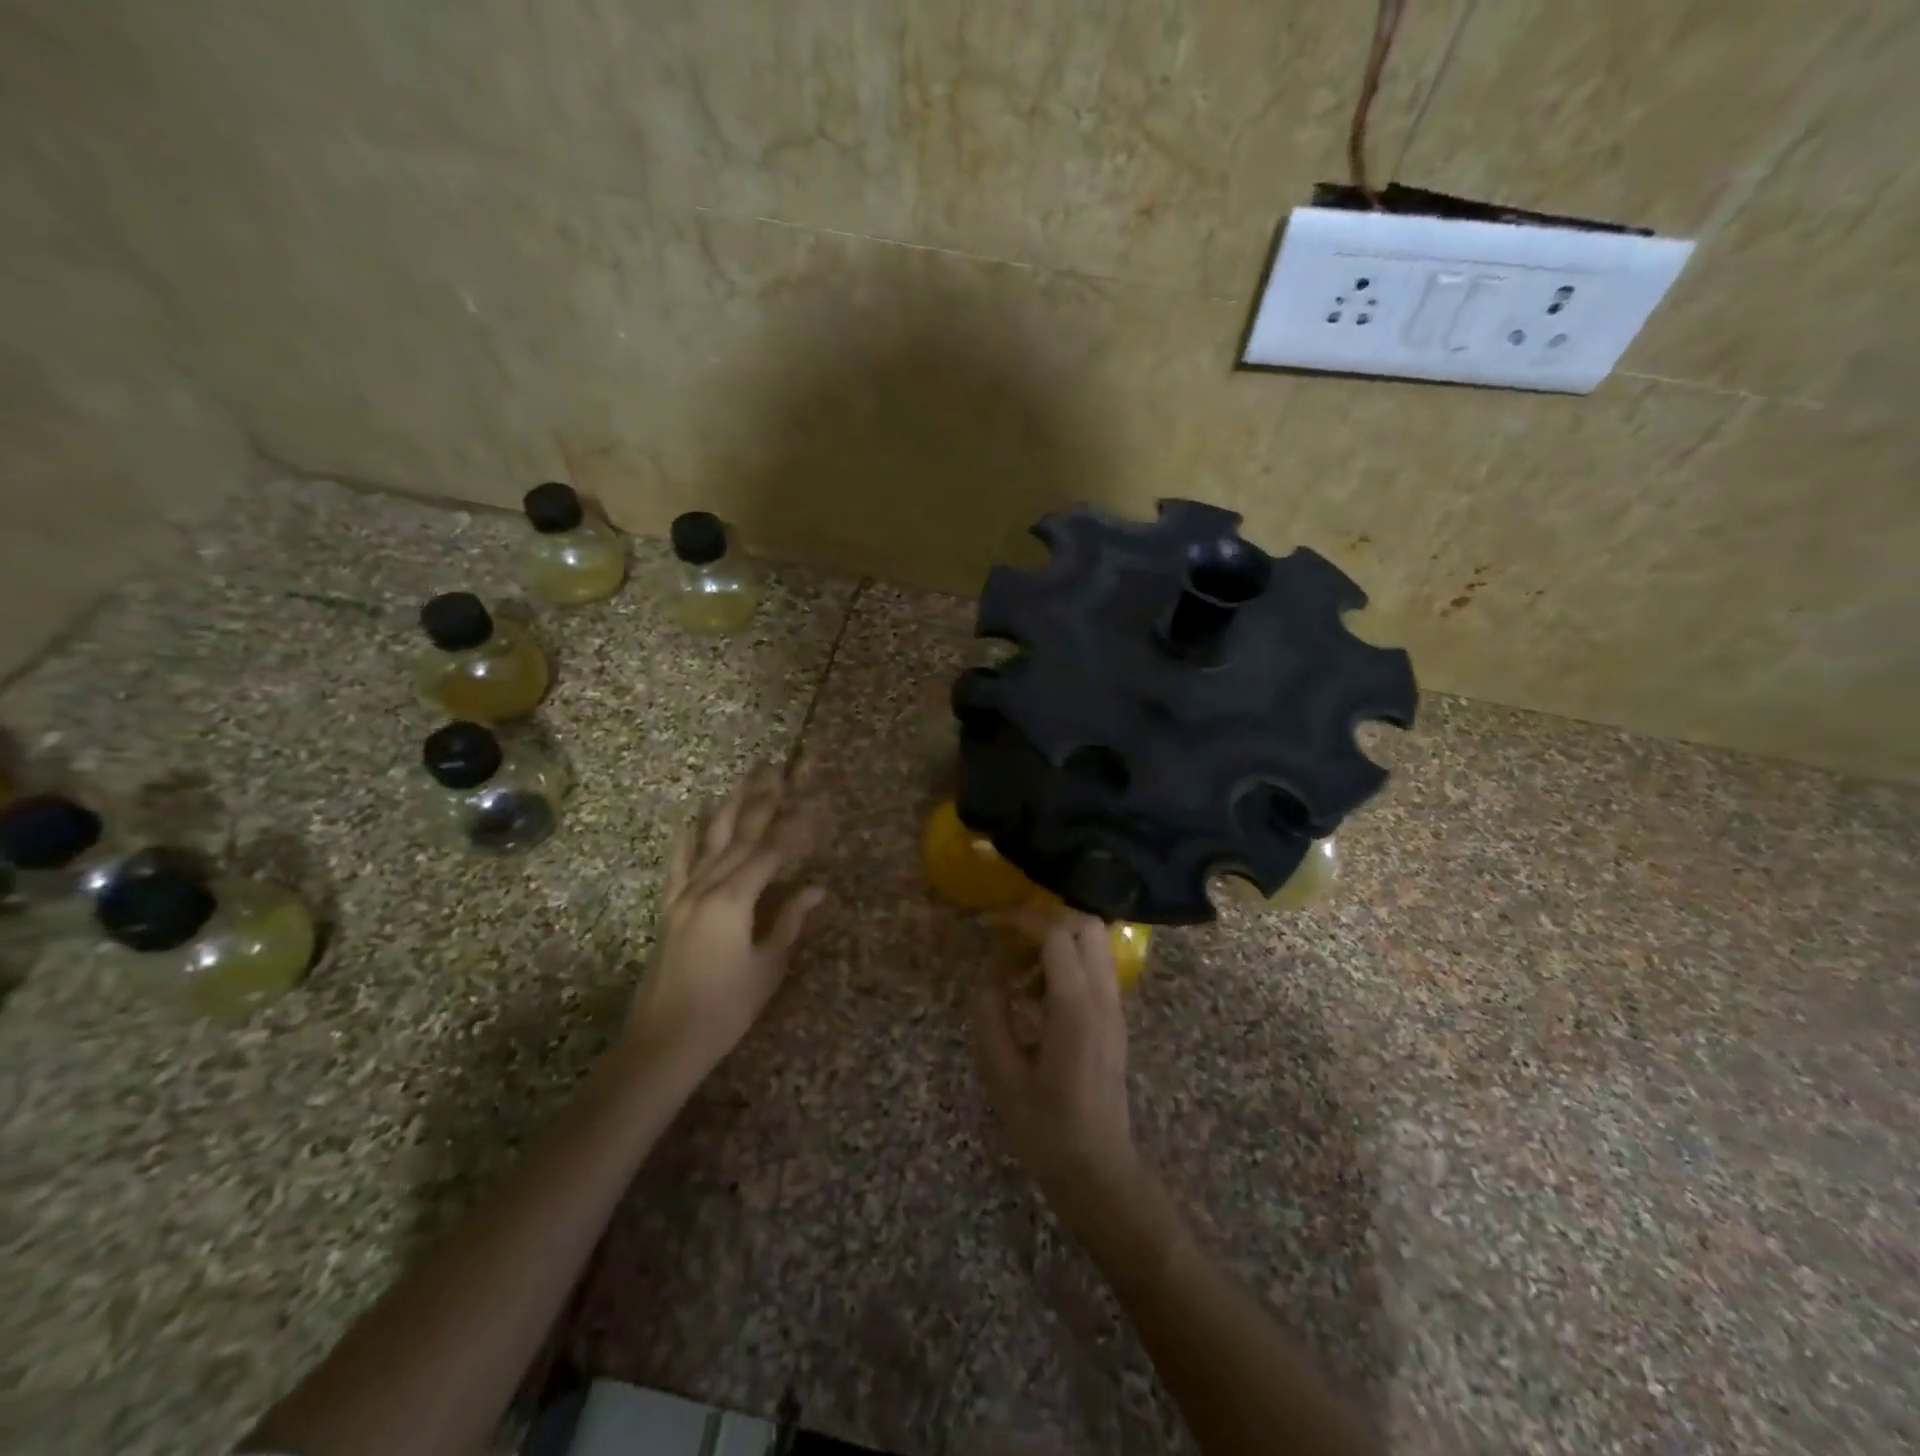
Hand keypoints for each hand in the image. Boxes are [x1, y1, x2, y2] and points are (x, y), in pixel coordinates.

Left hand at [624, 765, 824, 1079]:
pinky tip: (690, 818)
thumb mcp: (767, 967)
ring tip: (744, 779)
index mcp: (734, 901)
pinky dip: (685, 841)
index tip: (814, 806)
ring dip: (729, 808)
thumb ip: (790, 922)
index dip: (795, 829)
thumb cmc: (725, 1009)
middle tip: (779, 770)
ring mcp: (684, 896)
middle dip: (763, 801)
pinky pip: (677, 867)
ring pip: (710, 842)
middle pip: (740, 836)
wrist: (663, 1042)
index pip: (771, 853)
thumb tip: (817, 889)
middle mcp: (707, 888)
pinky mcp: (669, 910)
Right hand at [972, 908, 1141, 1227]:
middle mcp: (1103, 997)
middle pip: (1085, 924)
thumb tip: (990, 967)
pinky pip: (1094, 967)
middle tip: (1007, 940)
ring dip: (1056, 941)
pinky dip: (1065, 962)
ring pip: (1094, 942)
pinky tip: (1034, 996)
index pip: (1056, 933)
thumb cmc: (1044, 1127)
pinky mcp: (1114, 1018)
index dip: (1020, 920)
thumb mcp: (1000, 1071)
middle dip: (1044, 919)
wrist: (1097, 1170)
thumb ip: (991, 1009)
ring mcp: (1114, 1007)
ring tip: (1018, 973)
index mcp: (1076, 1008)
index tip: (988, 926)